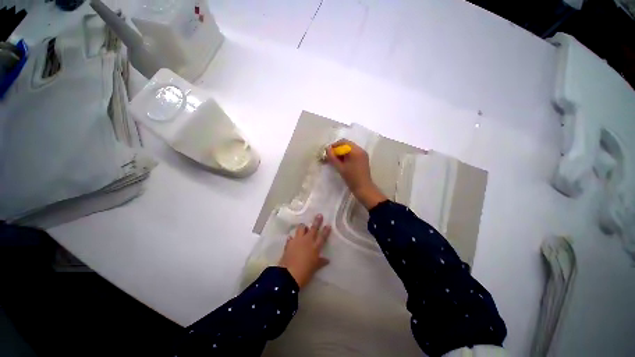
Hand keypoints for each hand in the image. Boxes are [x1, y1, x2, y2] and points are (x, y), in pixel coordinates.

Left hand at [278, 214, 330, 288]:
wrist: (288, 275)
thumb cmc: (305, 272)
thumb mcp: (314, 268)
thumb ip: (321, 262)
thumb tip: (327, 260)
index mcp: (315, 247)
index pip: (322, 236)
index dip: (326, 230)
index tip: (328, 224)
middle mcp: (307, 241)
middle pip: (313, 229)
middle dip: (316, 221)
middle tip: (319, 215)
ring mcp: (297, 241)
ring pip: (301, 229)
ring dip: (303, 227)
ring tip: (304, 226)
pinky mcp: (289, 243)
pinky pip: (291, 238)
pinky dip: (292, 237)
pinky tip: (292, 238)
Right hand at [326, 140, 386, 208]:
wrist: (363, 188)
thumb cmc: (351, 178)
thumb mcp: (340, 168)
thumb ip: (332, 157)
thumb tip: (327, 149)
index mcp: (355, 151)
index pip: (343, 142)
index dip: (334, 146)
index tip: (328, 153)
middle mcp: (360, 150)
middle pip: (347, 144)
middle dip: (338, 149)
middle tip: (331, 157)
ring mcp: (363, 154)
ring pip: (350, 148)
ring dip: (342, 152)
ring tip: (336, 160)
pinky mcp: (363, 158)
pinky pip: (353, 153)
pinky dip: (347, 155)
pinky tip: (343, 162)